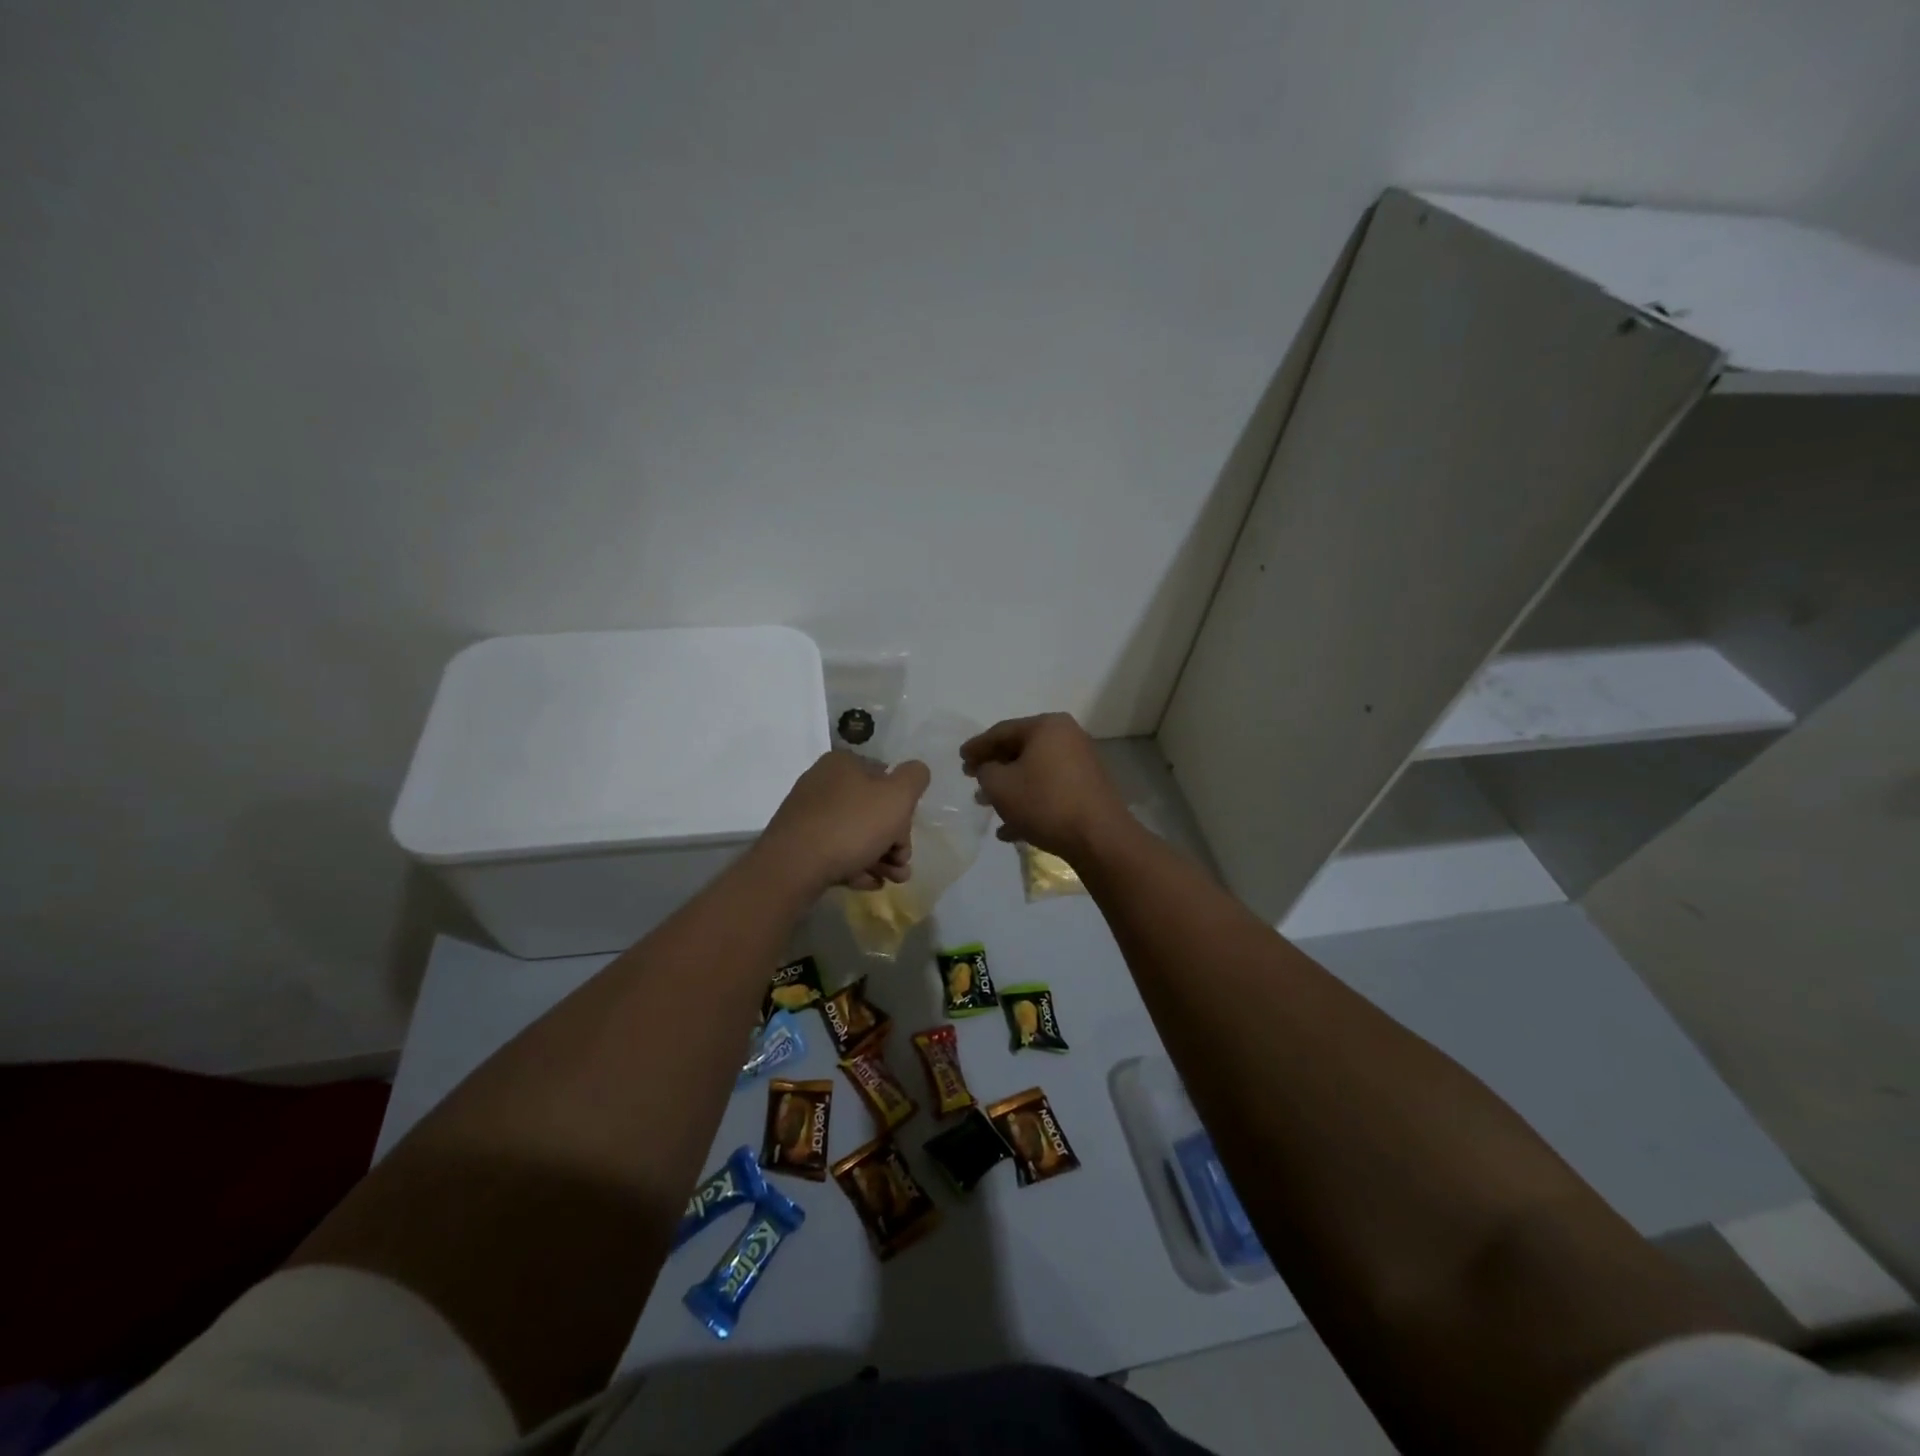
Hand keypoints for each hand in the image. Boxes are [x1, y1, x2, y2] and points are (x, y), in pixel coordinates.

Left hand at [759, 751, 930, 894]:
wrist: (793, 867)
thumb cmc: (851, 825)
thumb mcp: (897, 796)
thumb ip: (914, 778)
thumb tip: (916, 771)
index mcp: (844, 764)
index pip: (886, 779)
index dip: (903, 810)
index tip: (907, 838)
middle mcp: (823, 783)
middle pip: (872, 810)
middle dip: (893, 841)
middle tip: (901, 866)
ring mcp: (808, 814)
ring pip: (855, 834)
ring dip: (879, 857)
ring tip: (890, 881)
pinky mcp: (798, 843)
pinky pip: (834, 851)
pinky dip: (855, 865)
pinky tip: (866, 883)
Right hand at [960, 713, 1129, 864]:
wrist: (1098, 837)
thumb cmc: (1044, 802)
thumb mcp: (1000, 786)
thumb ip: (985, 771)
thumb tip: (989, 769)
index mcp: (1047, 727)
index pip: (1002, 731)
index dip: (977, 746)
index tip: (960, 758)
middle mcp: (1067, 738)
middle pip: (1020, 750)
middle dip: (994, 768)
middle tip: (971, 778)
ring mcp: (1080, 764)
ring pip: (1034, 773)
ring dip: (1009, 789)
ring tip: (986, 806)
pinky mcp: (1087, 790)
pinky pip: (1050, 791)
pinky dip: (1029, 804)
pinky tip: (1010, 830)